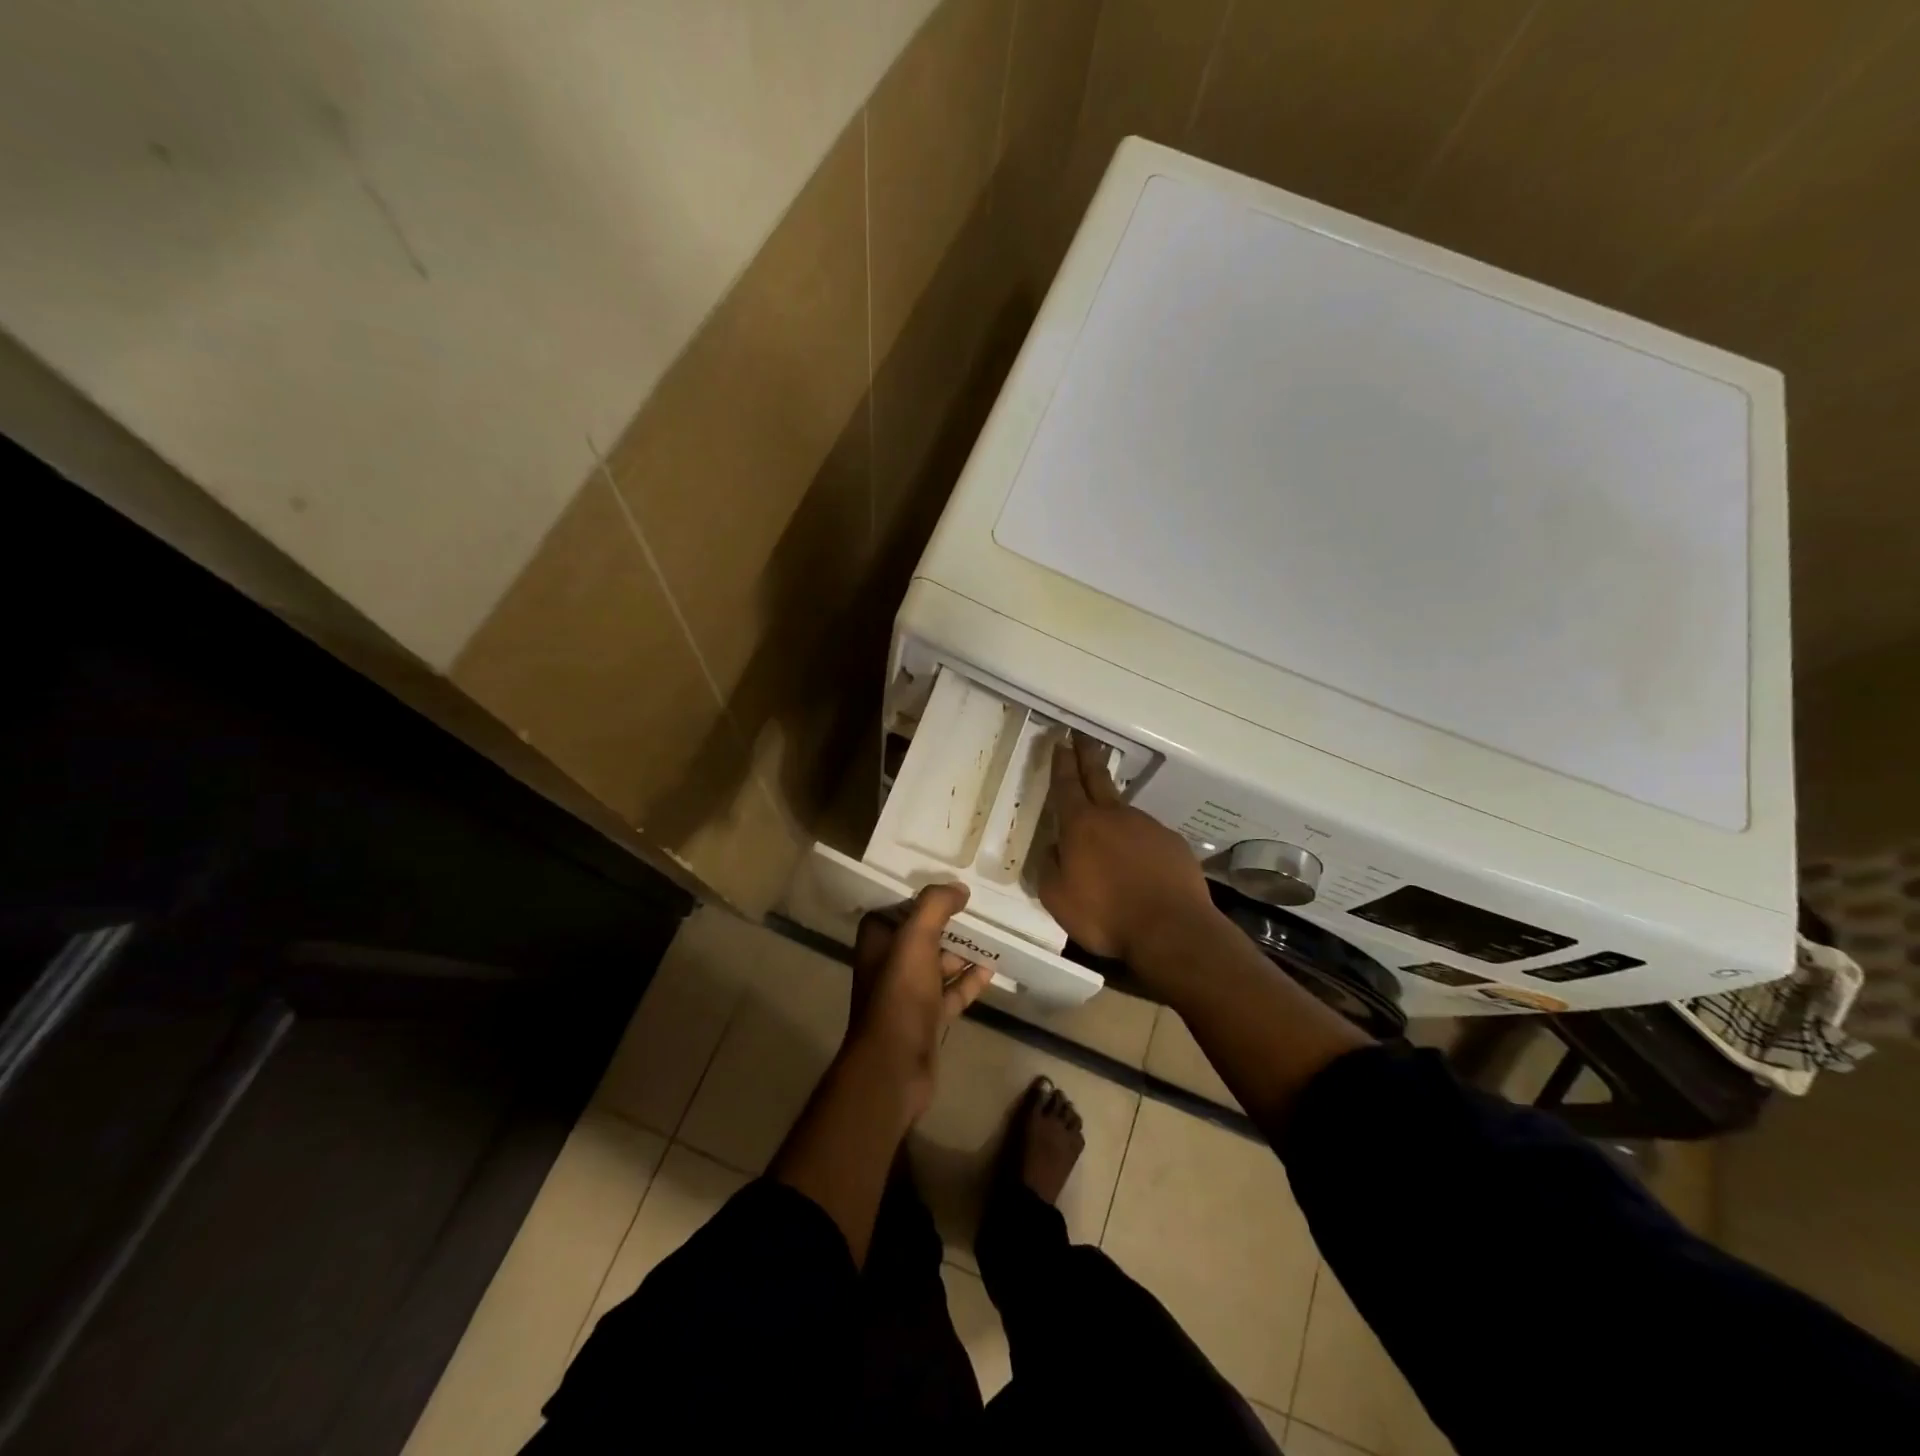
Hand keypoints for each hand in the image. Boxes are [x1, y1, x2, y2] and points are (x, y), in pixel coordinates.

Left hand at [842, 884, 994, 1119]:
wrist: (895, 1065)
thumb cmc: (900, 994)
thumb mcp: (915, 939)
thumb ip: (935, 906)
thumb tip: (959, 888)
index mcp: (877, 940)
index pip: (898, 907)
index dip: (922, 897)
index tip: (951, 885)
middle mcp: (888, 963)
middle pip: (922, 934)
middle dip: (948, 922)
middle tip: (980, 907)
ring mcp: (908, 993)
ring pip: (938, 963)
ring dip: (962, 951)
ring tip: (993, 934)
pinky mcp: (926, 1017)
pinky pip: (951, 991)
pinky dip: (969, 981)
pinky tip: (992, 968)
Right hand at [1039, 735, 1216, 974]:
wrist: (1171, 929)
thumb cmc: (1105, 915)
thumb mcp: (1057, 898)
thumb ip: (1049, 868)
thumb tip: (1054, 849)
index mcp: (1080, 825)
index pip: (1067, 784)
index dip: (1061, 762)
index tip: (1060, 741)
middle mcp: (1114, 816)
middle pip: (1097, 778)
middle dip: (1087, 755)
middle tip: (1082, 736)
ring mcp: (1148, 826)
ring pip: (1124, 812)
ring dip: (1113, 812)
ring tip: (1109, 833)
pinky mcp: (1173, 844)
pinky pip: (1148, 838)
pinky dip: (1139, 844)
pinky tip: (1139, 865)